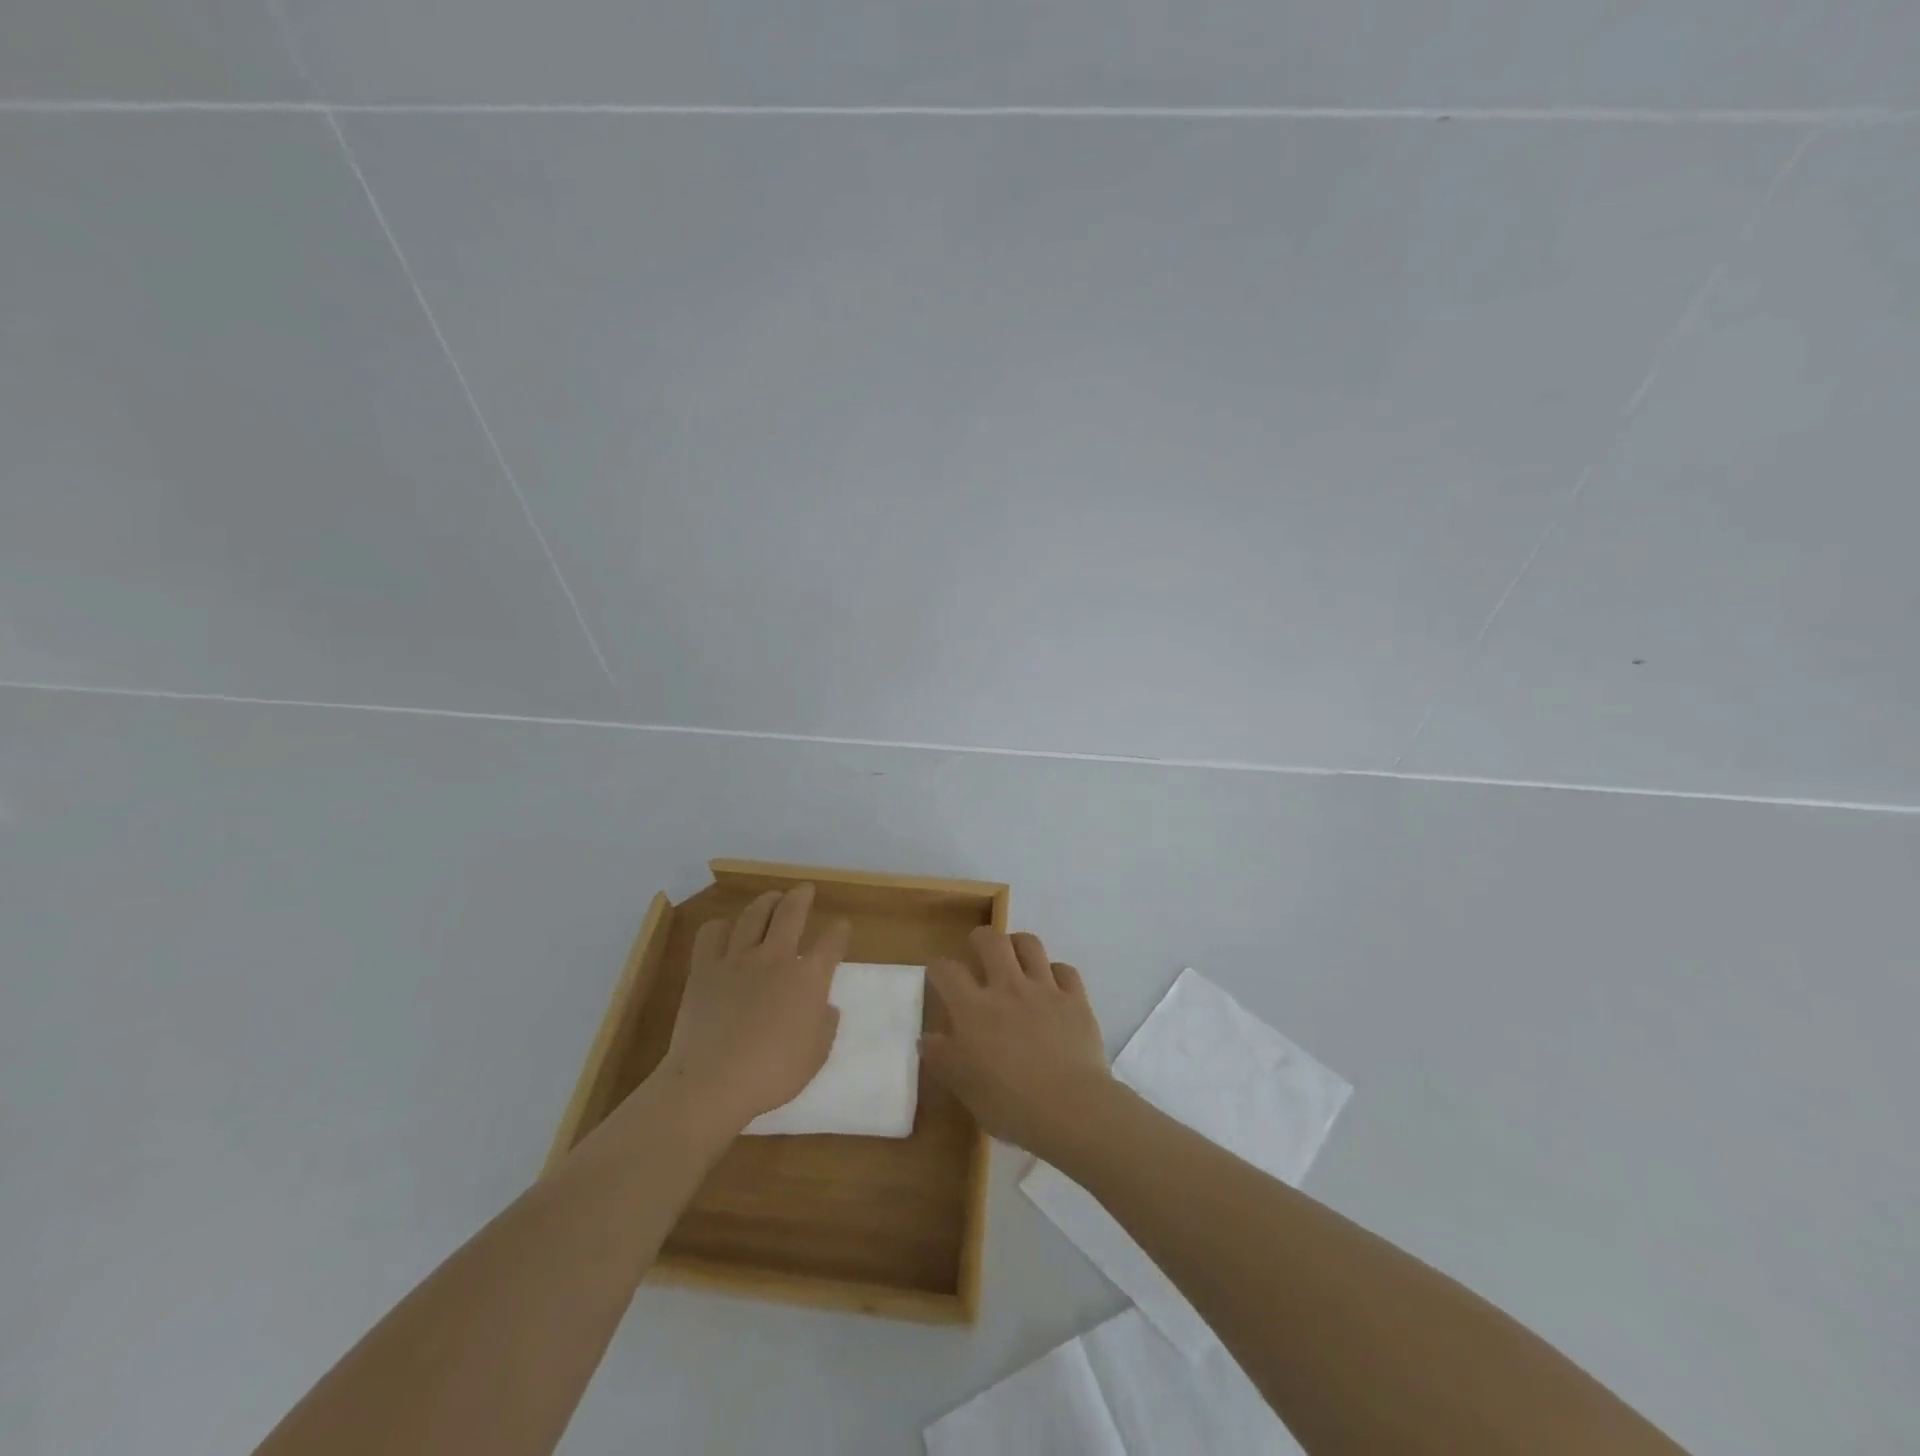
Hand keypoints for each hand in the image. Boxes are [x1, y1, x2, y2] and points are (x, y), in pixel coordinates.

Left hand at [655, 884, 849, 1137]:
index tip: (841, 927)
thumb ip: (825, 1025)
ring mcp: (738, 959)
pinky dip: (721, 926)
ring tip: (771, 898)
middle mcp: (776, 957)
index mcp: (809, 978)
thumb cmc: (772, 1074)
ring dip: (766, 902)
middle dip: (802, 896)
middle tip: (805, 890)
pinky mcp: (704, 969)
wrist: (712, 1082)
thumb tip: (825, 1006)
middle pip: (792, 912)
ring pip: (754, 914)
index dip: (840, 931)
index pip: (832, 942)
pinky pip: (712, 934)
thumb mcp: (816, 1056)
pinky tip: (725, 929)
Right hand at [920, 927, 1113, 1159]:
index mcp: (973, 1009)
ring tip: (1015, 955)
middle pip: (991, 940)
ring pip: (1030, 945)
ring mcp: (1044, 989)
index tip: (938, 974)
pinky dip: (1056, 973)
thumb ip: (942, 1058)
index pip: (947, 971)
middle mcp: (1007, 988)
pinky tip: (1053, 984)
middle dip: (980, 938)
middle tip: (978, 949)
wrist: (1070, 1107)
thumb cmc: (1009, 1104)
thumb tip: (926, 1038)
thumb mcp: (964, 1087)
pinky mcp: (1075, 999)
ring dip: (1018, 944)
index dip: (938, 967)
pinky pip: (1065, 970)